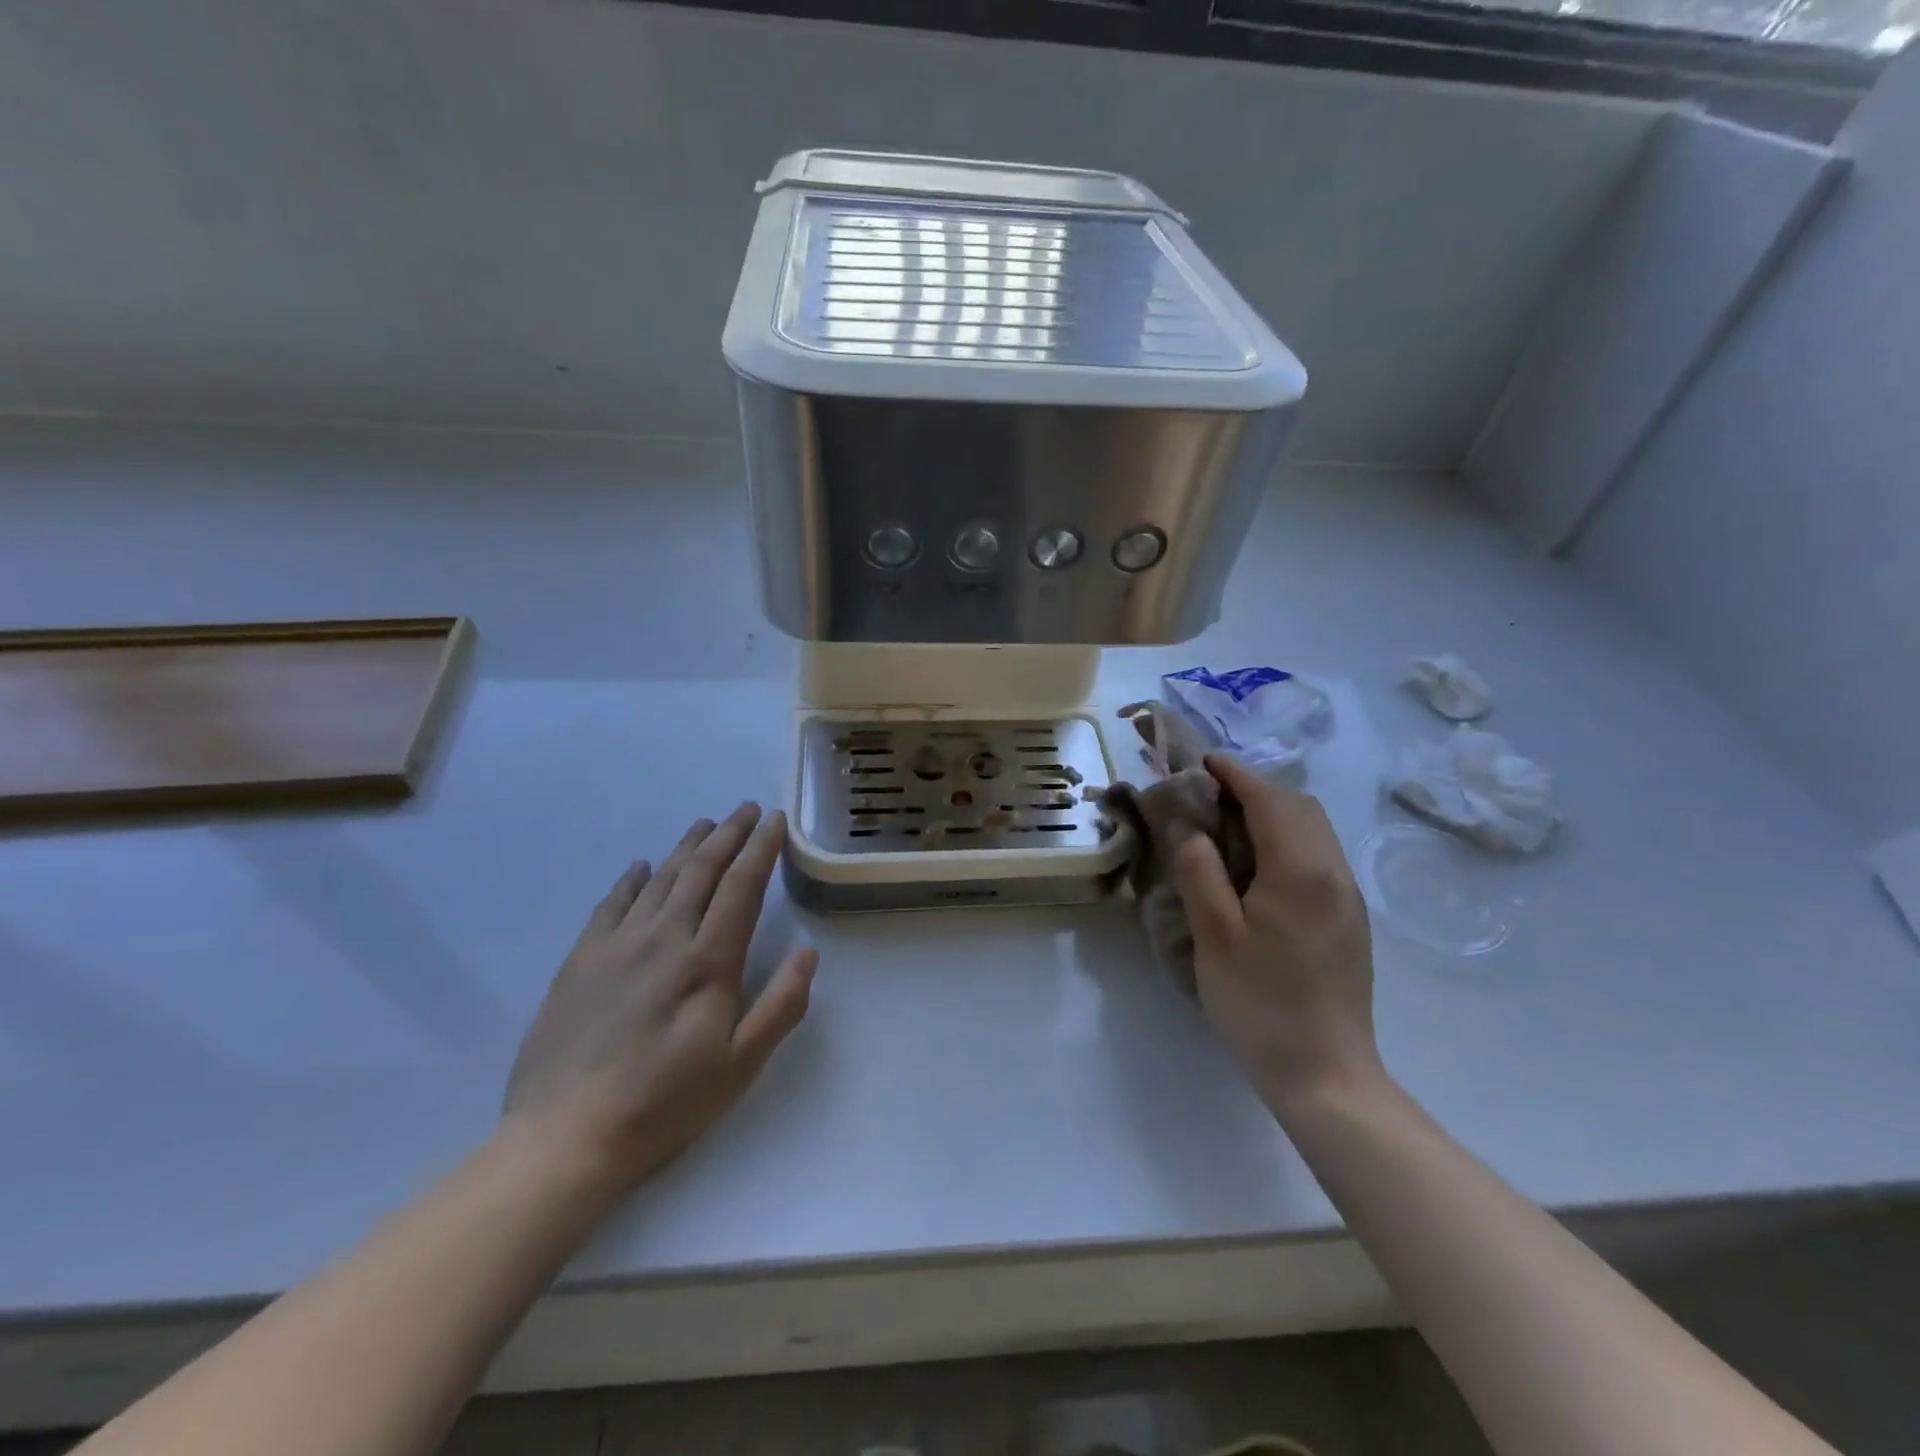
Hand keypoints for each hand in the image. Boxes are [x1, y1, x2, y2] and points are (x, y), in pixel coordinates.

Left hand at [502, 804, 815, 1196]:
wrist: (565, 1137)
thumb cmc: (665, 1103)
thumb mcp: (741, 1065)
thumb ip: (781, 1005)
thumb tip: (807, 951)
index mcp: (708, 961)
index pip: (742, 887)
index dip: (761, 849)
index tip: (775, 821)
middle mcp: (664, 938)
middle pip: (702, 871)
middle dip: (729, 835)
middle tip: (747, 809)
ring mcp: (617, 945)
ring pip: (660, 879)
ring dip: (687, 847)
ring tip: (705, 824)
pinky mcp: (580, 961)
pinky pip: (610, 904)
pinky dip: (631, 880)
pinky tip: (641, 867)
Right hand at [1173, 754, 1382, 1112]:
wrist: (1326, 1074)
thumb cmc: (1260, 1004)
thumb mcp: (1215, 936)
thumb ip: (1200, 871)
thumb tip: (1189, 826)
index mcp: (1300, 870)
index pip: (1269, 799)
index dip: (1234, 774)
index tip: (1203, 763)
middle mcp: (1333, 872)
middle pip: (1299, 806)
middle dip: (1255, 789)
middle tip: (1208, 797)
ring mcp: (1348, 896)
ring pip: (1314, 829)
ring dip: (1273, 813)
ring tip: (1228, 826)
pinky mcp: (1350, 918)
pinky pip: (1319, 855)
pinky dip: (1287, 839)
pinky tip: (1258, 865)